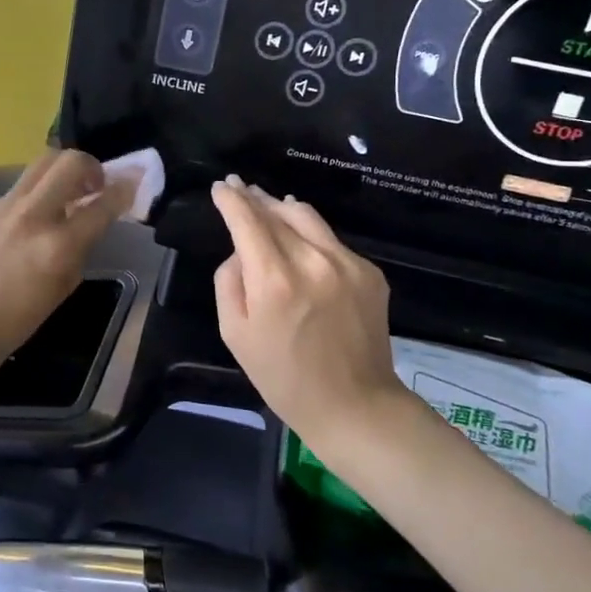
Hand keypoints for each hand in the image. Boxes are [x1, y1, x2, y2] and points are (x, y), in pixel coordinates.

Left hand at [0, 149, 135, 374]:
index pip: (103, 204)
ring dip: (63, 171)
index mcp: (58, 245)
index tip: (134, 182)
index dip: (124, 189)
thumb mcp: (65, 285)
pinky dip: (37, 192)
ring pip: (42, 163)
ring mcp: (6, 206)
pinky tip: (35, 214)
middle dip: (91, 166)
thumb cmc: (18, 319)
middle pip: (69, 162)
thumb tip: (92, 219)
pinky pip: (21, 186)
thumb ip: (82, 246)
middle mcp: (33, 215)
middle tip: (96, 184)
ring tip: (69, 191)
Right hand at [212, 177, 398, 441]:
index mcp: (273, 279)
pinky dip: (310, 236)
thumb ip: (229, 281)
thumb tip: (241, 252)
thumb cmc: (282, 376)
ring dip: (282, 207)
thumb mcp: (234, 333)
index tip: (221, 186)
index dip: (231, 199)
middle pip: (278, 211)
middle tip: (239, 187)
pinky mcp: (370, 272)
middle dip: (254, 197)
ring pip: (307, 217)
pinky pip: (331, 242)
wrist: (354, 405)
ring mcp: (347, 263)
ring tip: (269, 205)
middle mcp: (312, 260)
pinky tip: (301, 245)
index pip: (247, 220)